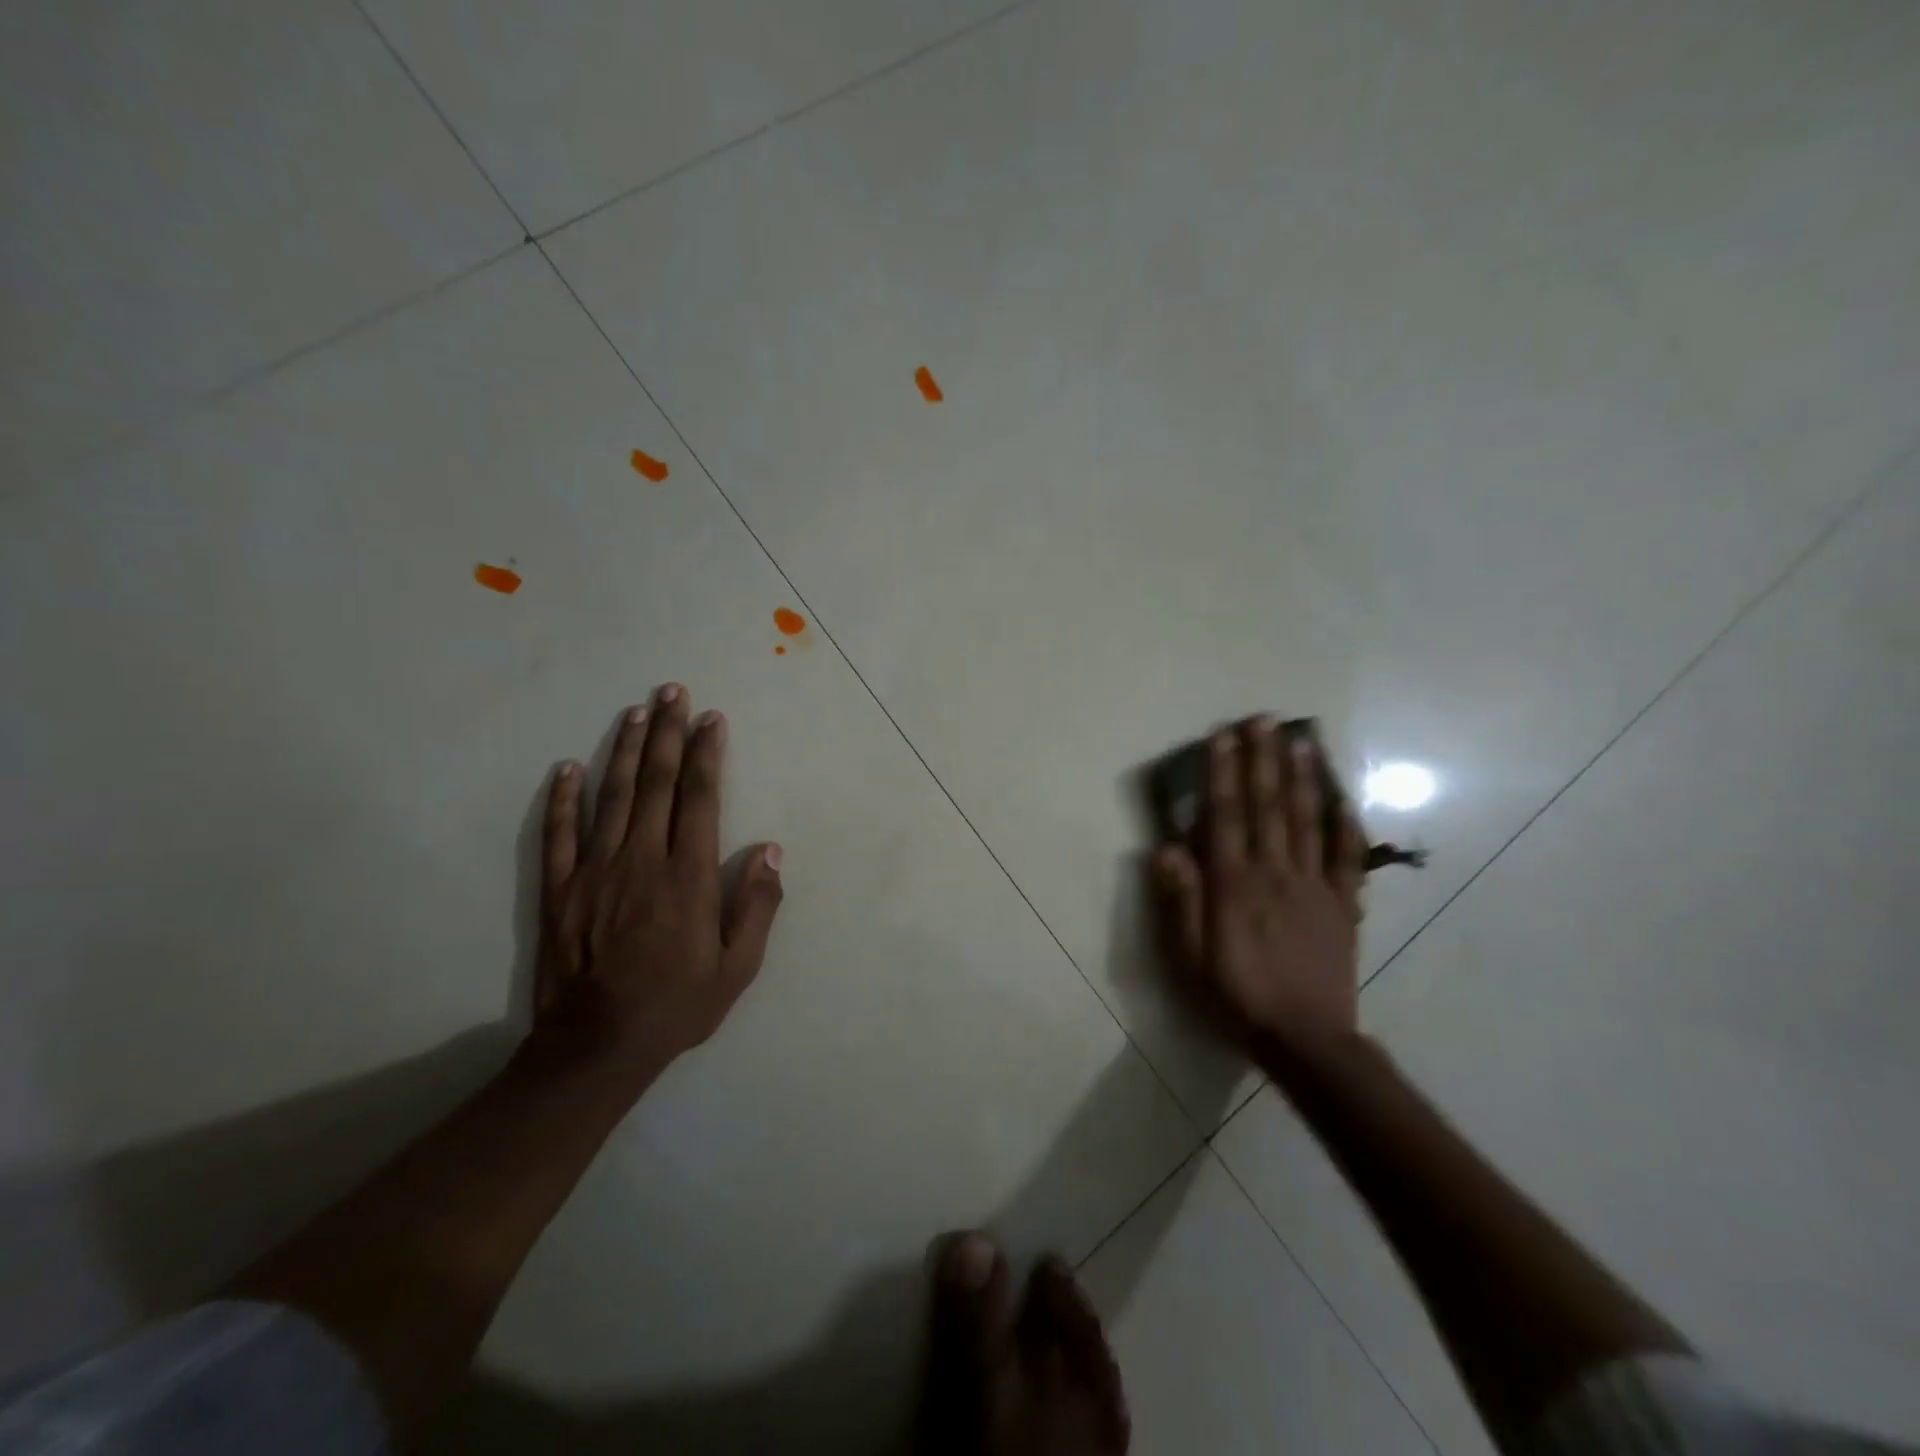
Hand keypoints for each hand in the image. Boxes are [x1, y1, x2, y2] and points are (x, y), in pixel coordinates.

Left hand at [529, 685, 783, 1088]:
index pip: (699, 798)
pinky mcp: (559, 889)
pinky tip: (567, 768)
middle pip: (655, 783)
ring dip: (623, 749)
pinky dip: (562, 799)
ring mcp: (595, 871)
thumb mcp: (738, 968)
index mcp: (688, 876)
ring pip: (611, 796)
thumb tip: (772, 851)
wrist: (597, 1046)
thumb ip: (757, 906)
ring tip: (636, 711)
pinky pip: (558, 834)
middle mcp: (642, 860)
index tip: (711, 719)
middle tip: (672, 691)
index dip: (706, 754)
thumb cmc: (677, 1005)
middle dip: (667, 733)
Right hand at [1150, 718, 1363, 1054]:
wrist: (1306, 1039)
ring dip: (1302, 778)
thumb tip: (1167, 848)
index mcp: (1234, 884)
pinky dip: (1346, 825)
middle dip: (1263, 760)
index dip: (1223, 773)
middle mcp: (1274, 874)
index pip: (1226, 816)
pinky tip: (1343, 798)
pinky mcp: (1343, 905)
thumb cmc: (1237, 995)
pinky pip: (1346, 858)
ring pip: (1306, 821)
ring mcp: (1314, 887)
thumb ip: (1181, 901)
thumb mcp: (1190, 957)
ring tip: (1300, 740)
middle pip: (1268, 807)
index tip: (1222, 736)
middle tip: (1263, 720)